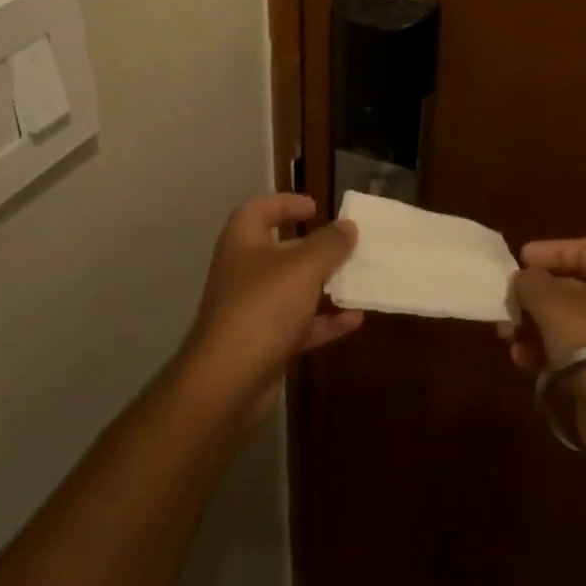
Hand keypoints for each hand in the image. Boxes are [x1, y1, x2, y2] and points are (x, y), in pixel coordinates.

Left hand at [182, 194, 361, 425]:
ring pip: (293, 290)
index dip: (285, 204)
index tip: (316, 206)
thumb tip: (348, 225)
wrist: (228, 381)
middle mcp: (244, 272)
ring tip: (358, 280)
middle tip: (346, 245)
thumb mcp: (304, 267)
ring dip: (324, 286)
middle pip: (280, 250)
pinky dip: (324, 322)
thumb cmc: (263, 307)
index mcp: (243, 242)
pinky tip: (355, 320)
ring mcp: (252, 310)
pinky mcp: (264, 343)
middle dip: (314, 247)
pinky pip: (299, 325)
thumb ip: (330, 244)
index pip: (259, 210)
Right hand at [499, 238, 585, 470]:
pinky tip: (521, 361)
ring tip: (506, 336)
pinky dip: (544, 353)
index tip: (520, 260)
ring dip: (532, 326)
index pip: (584, 249)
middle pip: (571, 287)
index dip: (550, 251)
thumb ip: (529, 281)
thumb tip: (523, 280)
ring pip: (566, 323)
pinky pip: (569, 353)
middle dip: (533, 296)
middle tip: (506, 304)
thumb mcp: (550, 300)